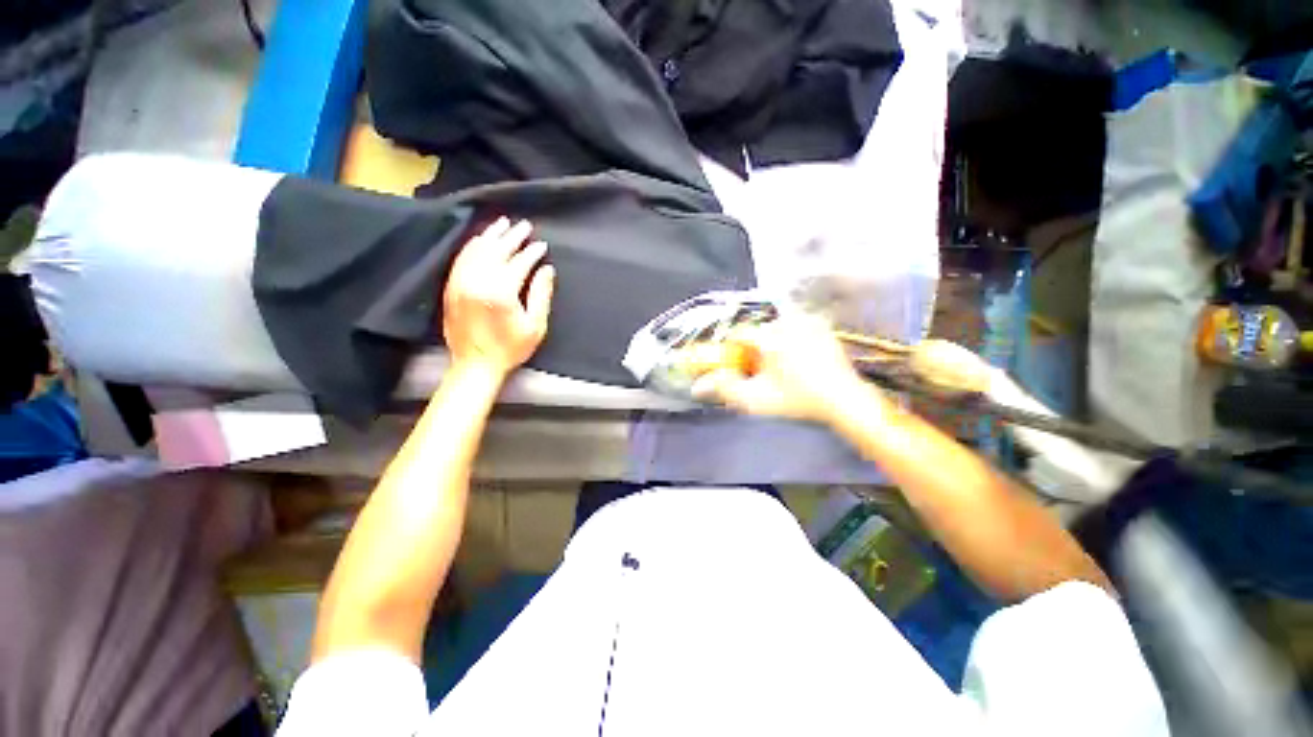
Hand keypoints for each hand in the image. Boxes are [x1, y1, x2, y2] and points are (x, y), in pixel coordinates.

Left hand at [443, 217, 554, 378]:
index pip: (518, 262)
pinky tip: (481, 239)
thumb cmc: (510, 348)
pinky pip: (461, 259)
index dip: (532, 252)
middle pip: (496, 250)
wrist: (475, 365)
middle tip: (525, 225)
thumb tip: (547, 270)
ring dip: (491, 235)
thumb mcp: (535, 326)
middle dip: (512, 236)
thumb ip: (541, 295)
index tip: (542, 245)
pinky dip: (473, 246)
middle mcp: (477, 281)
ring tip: (503, 223)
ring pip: (476, 250)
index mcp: (500, 292)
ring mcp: (460, 283)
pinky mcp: (451, 287)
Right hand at [691, 314, 867, 423]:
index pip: (739, 334)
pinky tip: (798, 358)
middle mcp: (787, 322)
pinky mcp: (822, 326)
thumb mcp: (756, 399)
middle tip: (761, 368)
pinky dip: (791, 338)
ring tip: (781, 365)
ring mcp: (808, 322)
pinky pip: (796, 326)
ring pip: (776, 327)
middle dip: (754, 347)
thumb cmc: (796, 400)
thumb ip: (724, 389)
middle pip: (757, 330)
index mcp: (770, 337)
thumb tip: (696, 386)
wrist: (842, 400)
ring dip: (772, 342)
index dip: (734, 349)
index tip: (737, 362)